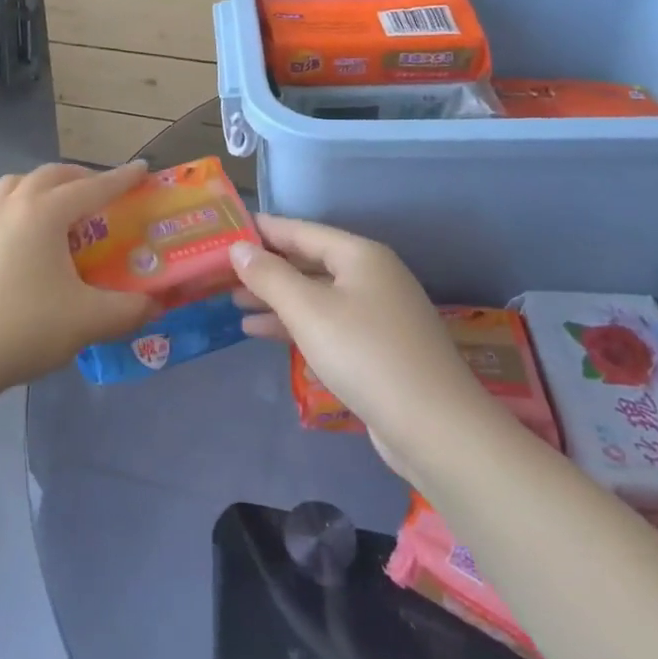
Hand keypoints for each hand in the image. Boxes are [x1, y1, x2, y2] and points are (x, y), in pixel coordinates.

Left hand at [0, 162, 158, 403]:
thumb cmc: (25, 328)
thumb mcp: (89, 320)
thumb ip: (130, 309)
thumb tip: (156, 304)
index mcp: (44, 214)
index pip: (92, 188)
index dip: (121, 179)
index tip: (143, 169)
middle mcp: (12, 210)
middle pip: (48, 176)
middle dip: (79, 177)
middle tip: (103, 192)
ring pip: (12, 187)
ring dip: (39, 187)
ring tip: (57, 208)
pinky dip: (5, 219)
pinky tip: (12, 241)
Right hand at [229, 215, 486, 461]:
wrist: (435, 428)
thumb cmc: (365, 355)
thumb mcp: (308, 311)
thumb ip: (269, 276)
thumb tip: (238, 247)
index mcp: (360, 255)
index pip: (300, 231)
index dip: (263, 230)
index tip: (226, 230)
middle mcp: (372, 276)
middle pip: (309, 262)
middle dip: (266, 268)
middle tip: (222, 272)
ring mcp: (378, 313)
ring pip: (316, 296)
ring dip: (276, 299)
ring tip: (234, 304)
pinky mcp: (378, 348)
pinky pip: (327, 323)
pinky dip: (296, 325)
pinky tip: (263, 334)